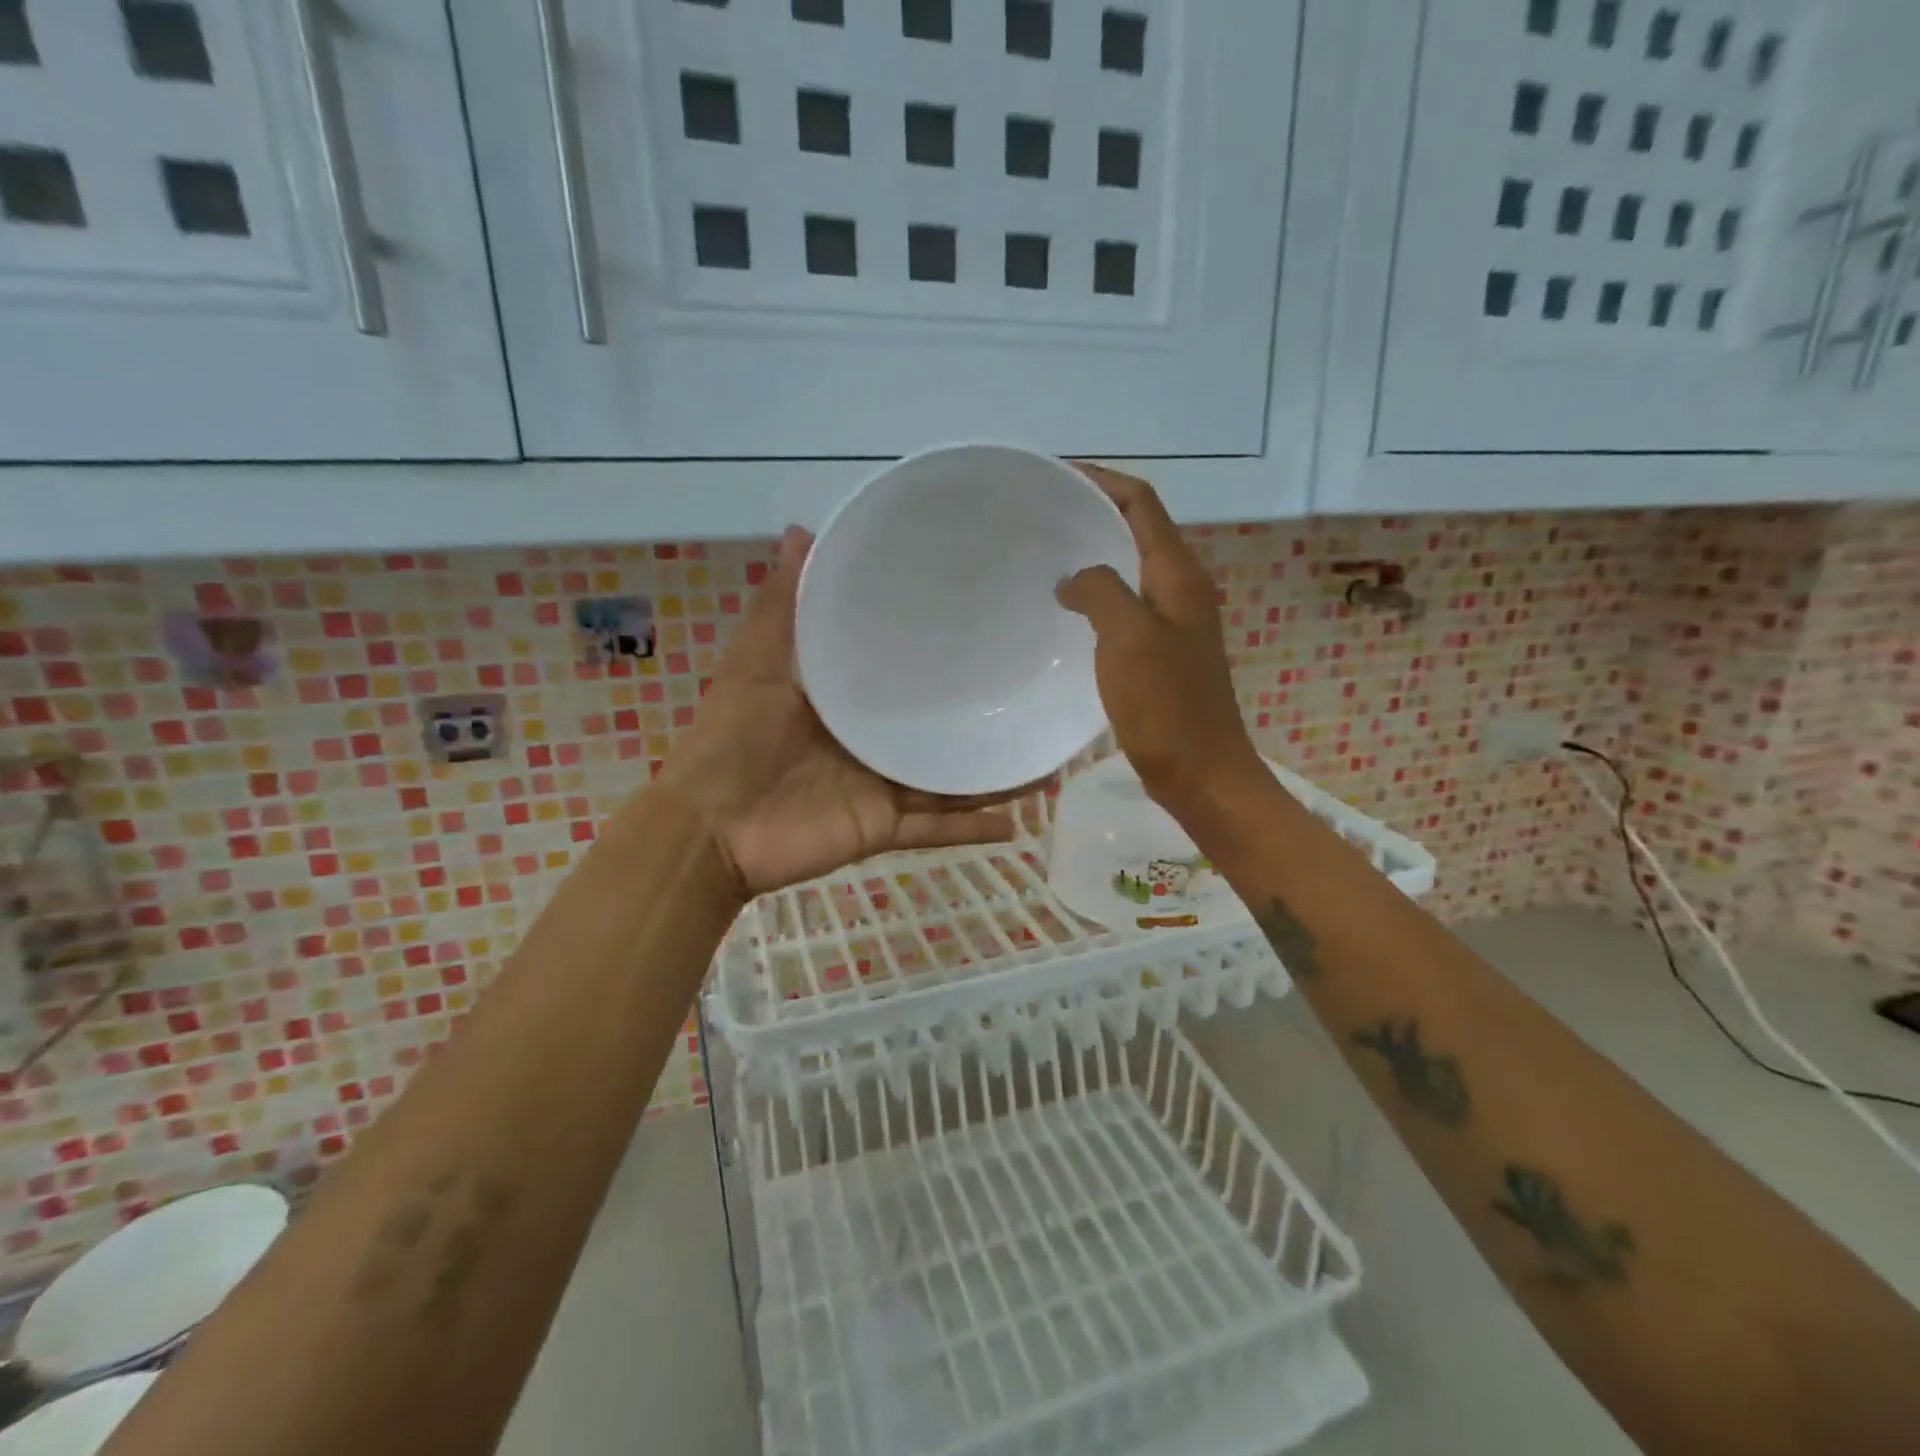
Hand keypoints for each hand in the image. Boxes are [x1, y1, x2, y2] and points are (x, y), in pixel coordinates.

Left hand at [658, 527, 1022, 898]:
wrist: (710, 827)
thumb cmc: (732, 739)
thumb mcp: (758, 663)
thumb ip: (782, 606)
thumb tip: (802, 530)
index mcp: (847, 700)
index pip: (903, 671)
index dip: (939, 651)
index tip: (985, 622)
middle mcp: (873, 741)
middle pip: (936, 727)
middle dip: (980, 713)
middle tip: (1034, 688)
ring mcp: (883, 787)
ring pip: (950, 778)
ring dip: (992, 770)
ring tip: (1046, 753)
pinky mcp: (885, 827)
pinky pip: (938, 828)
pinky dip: (973, 829)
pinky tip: (1019, 821)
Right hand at [1056, 465, 1264, 808]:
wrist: (1201, 771)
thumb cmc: (1167, 705)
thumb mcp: (1129, 638)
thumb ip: (1100, 591)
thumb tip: (1074, 578)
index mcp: (1179, 575)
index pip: (1142, 503)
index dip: (1102, 481)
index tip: (1056, 474)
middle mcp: (1181, 588)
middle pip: (1137, 530)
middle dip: (1094, 512)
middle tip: (1041, 514)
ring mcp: (1172, 621)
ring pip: (1130, 569)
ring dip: (1094, 554)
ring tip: (1046, 554)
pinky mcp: (1160, 651)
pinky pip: (1125, 605)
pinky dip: (1097, 594)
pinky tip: (1066, 610)